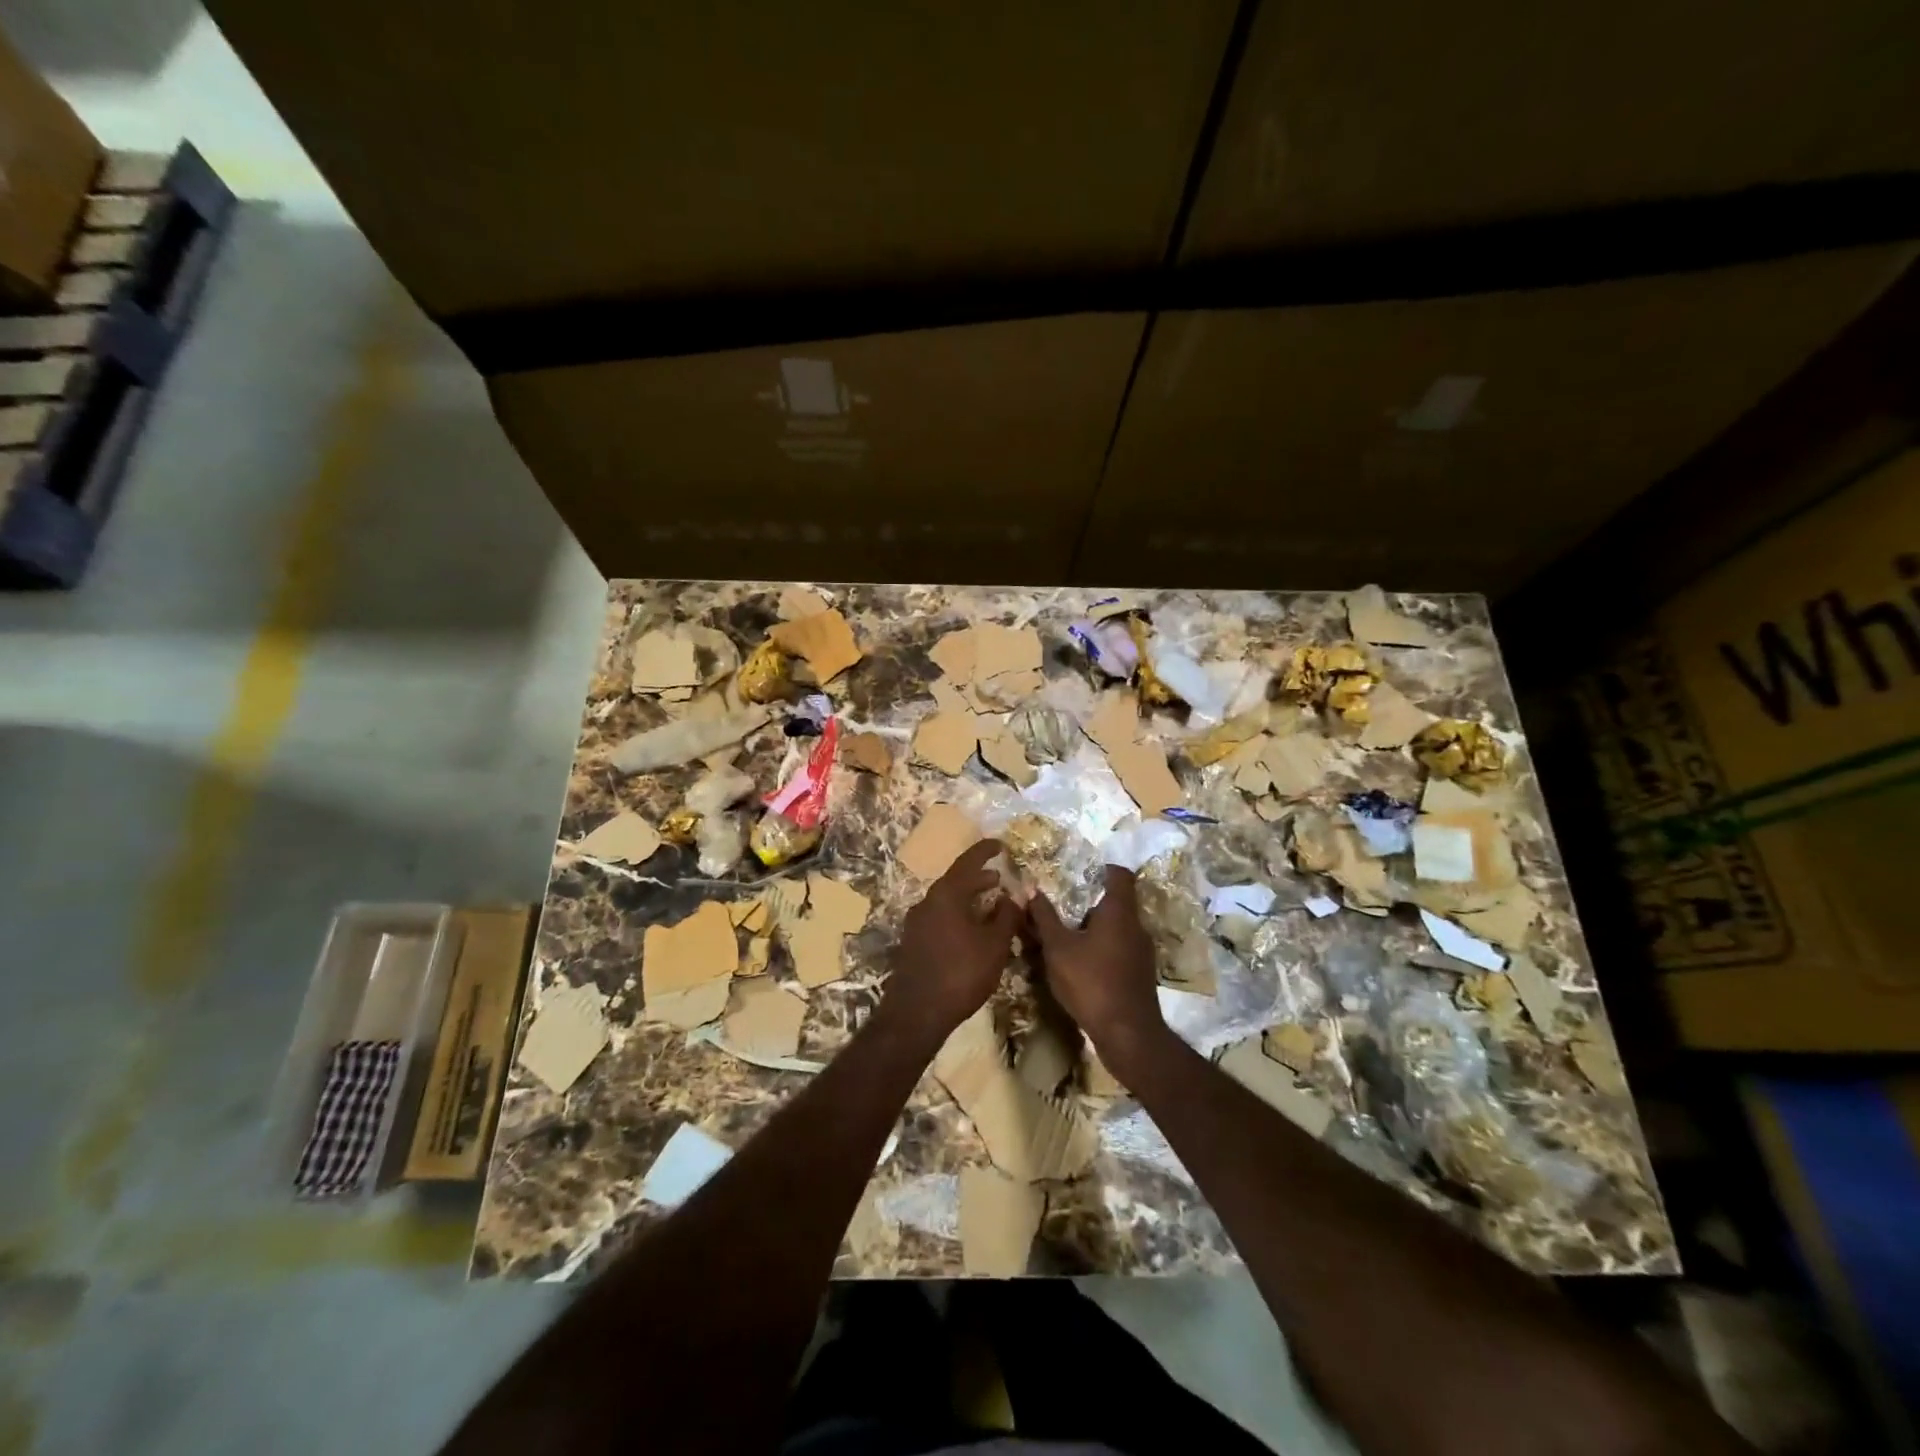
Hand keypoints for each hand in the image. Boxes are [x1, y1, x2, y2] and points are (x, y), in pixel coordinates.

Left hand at [879, 840, 1020, 1045]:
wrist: (916, 1013)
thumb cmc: (961, 973)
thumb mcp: (994, 945)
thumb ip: (1007, 916)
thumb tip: (1013, 895)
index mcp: (946, 895)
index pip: (968, 862)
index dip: (985, 851)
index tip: (1000, 844)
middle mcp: (927, 902)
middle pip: (956, 881)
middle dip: (979, 879)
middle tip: (1000, 880)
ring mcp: (917, 922)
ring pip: (948, 901)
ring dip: (969, 899)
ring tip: (991, 905)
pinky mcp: (914, 942)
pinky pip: (940, 917)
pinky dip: (959, 915)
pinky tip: (973, 931)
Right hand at [1028, 866, 1168, 1077]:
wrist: (1127, 1034)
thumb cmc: (1091, 982)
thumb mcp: (1058, 948)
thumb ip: (1044, 918)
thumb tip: (1031, 889)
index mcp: (1119, 912)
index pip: (1119, 875)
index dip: (1101, 868)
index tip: (1078, 872)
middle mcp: (1136, 926)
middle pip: (1116, 902)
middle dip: (1089, 902)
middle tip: (1062, 906)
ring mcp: (1142, 952)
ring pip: (1118, 928)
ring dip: (1095, 928)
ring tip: (1067, 936)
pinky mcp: (1140, 974)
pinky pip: (1120, 949)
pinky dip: (1102, 949)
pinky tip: (1082, 964)